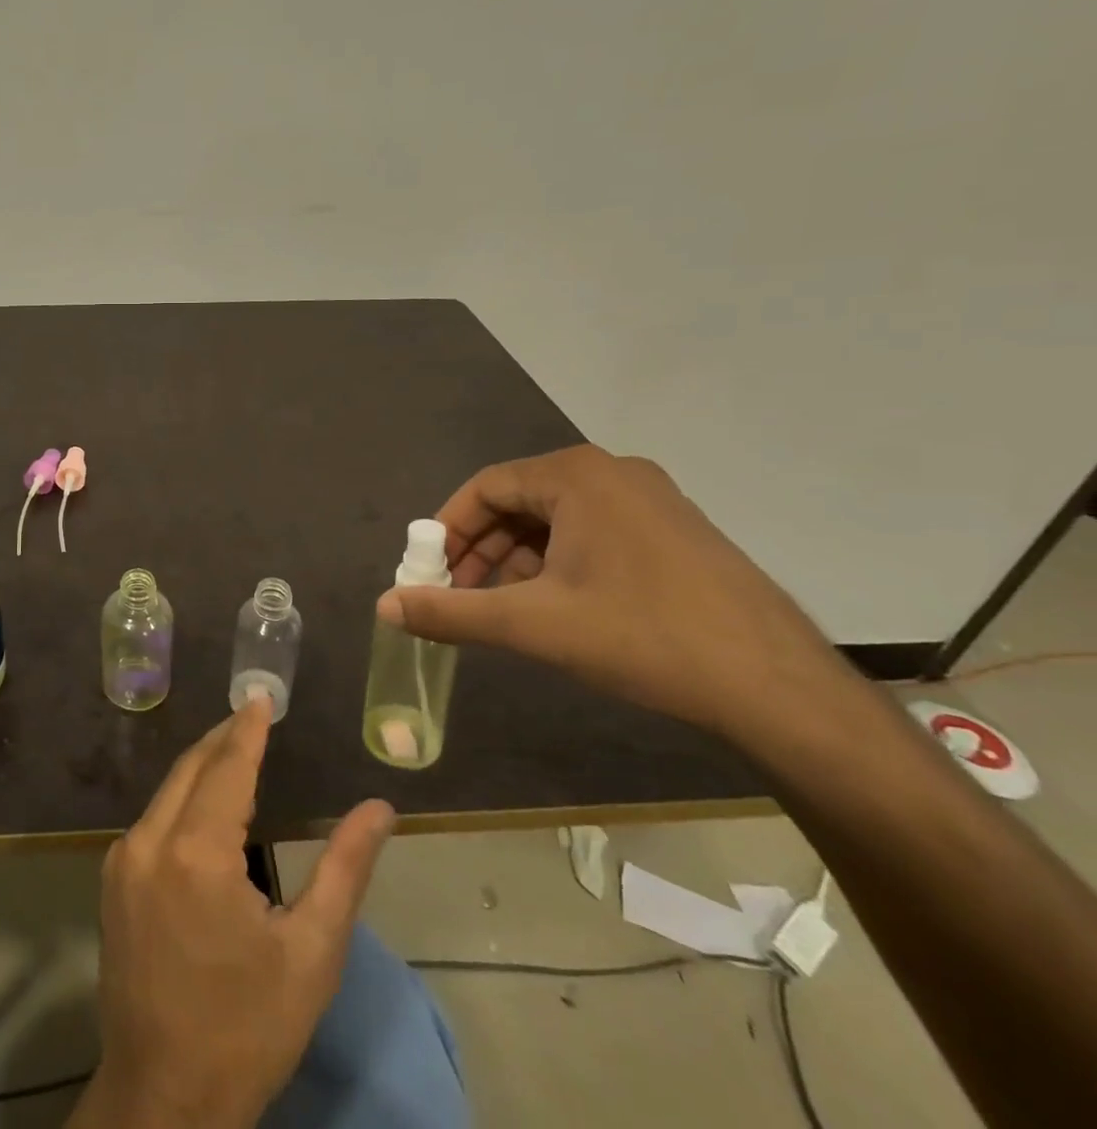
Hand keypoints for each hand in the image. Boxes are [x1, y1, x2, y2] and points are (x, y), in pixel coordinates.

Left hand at [73, 697, 394, 1128]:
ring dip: (204, 766)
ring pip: (169, 790)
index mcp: (196, 853)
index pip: (228, 767)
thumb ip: (344, 869)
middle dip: (224, 738)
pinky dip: (184, 798)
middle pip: (192, 768)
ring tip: (239, 750)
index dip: (248, 729)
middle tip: (254, 714)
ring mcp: (123, 861)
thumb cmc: (247, 1031)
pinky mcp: (113, 881)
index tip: (261, 694)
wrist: (162, 1102)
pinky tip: (207, 805)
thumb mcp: (311, 953)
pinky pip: (154, 819)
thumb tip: (379, 808)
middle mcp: (149, 841)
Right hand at [378, 445, 843, 754]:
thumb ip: (450, 611)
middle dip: (481, 549)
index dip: (448, 529)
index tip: (428, 571)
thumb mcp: (532, 624)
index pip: (485, 487)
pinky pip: (594, 534)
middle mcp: (614, 474)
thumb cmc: (643, 637)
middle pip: (520, 501)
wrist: (779, 688)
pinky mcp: (675, 532)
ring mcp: (652, 501)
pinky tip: (556, 608)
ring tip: (504, 609)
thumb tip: (383, 606)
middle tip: (460, 594)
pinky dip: (559, 564)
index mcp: (577, 476)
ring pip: (557, 520)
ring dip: (518, 560)